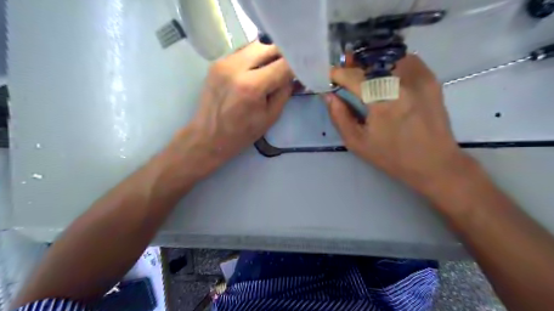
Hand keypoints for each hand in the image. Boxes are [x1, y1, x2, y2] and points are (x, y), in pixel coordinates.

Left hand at [167, 43, 293, 180]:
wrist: (208, 136)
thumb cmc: (241, 133)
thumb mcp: (270, 117)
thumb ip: (284, 92)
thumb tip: (294, 76)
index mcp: (251, 86)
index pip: (283, 64)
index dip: (296, 66)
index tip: (302, 70)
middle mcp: (236, 67)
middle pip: (269, 47)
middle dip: (282, 56)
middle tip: (288, 69)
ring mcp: (224, 62)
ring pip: (255, 46)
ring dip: (268, 55)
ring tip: (273, 70)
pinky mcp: (217, 62)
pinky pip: (243, 52)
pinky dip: (254, 58)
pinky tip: (256, 72)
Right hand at [325, 54, 473, 193]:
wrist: (434, 162)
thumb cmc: (391, 156)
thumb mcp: (357, 142)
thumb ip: (339, 117)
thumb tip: (328, 96)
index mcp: (382, 102)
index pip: (354, 77)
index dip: (338, 73)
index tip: (330, 76)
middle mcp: (402, 83)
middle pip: (371, 61)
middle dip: (354, 64)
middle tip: (344, 71)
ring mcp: (420, 78)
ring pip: (389, 56)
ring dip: (372, 62)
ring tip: (364, 73)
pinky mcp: (430, 79)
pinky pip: (406, 60)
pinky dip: (391, 63)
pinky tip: (385, 76)